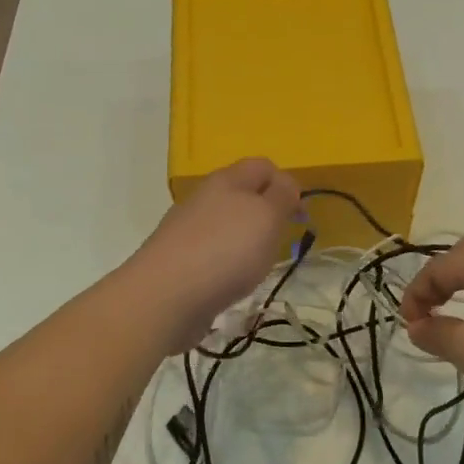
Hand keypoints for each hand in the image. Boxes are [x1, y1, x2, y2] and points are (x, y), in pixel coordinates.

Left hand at [119, 158, 301, 352]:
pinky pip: (212, 252)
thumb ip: (282, 196)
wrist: (164, 297)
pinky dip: (227, 264)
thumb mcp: (267, 216)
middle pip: (242, 194)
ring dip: (246, 240)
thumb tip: (285, 186)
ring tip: (257, 266)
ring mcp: (187, 230)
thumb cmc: (225, 250)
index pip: (263, 166)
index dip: (287, 184)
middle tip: (280, 241)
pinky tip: (230, 283)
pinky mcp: (178, 261)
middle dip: (266, 214)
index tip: (300, 217)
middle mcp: (204, 198)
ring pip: (226, 224)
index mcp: (227, 180)